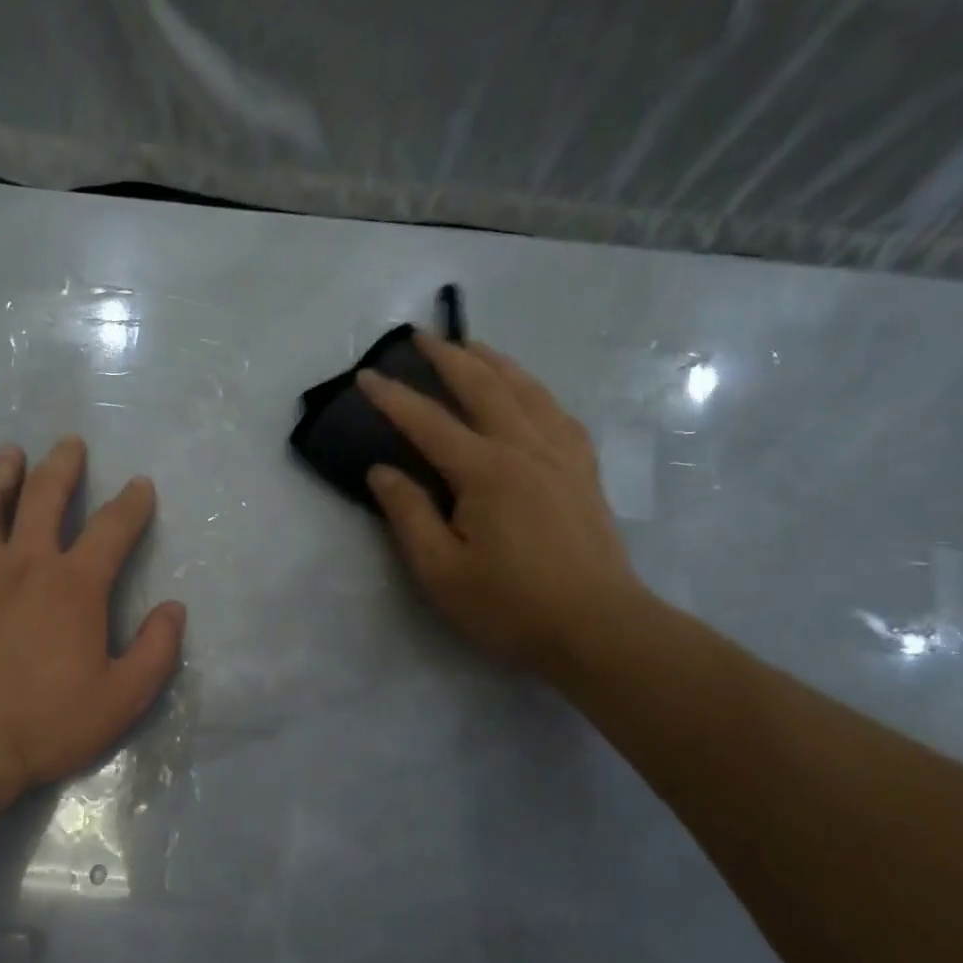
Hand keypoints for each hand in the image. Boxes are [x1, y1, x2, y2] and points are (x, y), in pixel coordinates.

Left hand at [0, 437, 185, 805]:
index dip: (132, 503)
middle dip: (61, 466)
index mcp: (74, 585)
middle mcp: (23, 564)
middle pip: (42, 497)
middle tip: (69, 445)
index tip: (140, 486)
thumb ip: (156, 650)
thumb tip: (174, 610)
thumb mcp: (123, 697)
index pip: (112, 528)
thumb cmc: (48, 722)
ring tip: (8, 456)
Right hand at [357, 330, 639, 672]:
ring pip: (527, 390)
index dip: (394, 398)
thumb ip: (408, 515)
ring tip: (472, 347)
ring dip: (495, 362)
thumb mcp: (441, 571)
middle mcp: (526, 448)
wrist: (597, 627)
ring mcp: (563, 455)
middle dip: (449, 358)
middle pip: (484, 388)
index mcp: (486, 472)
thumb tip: (381, 471)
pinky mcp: (584, 471)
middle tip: (422, 335)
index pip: (429, 423)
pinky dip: (535, 390)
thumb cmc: (509, 605)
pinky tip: (528, 392)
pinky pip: (558, 412)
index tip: (365, 376)